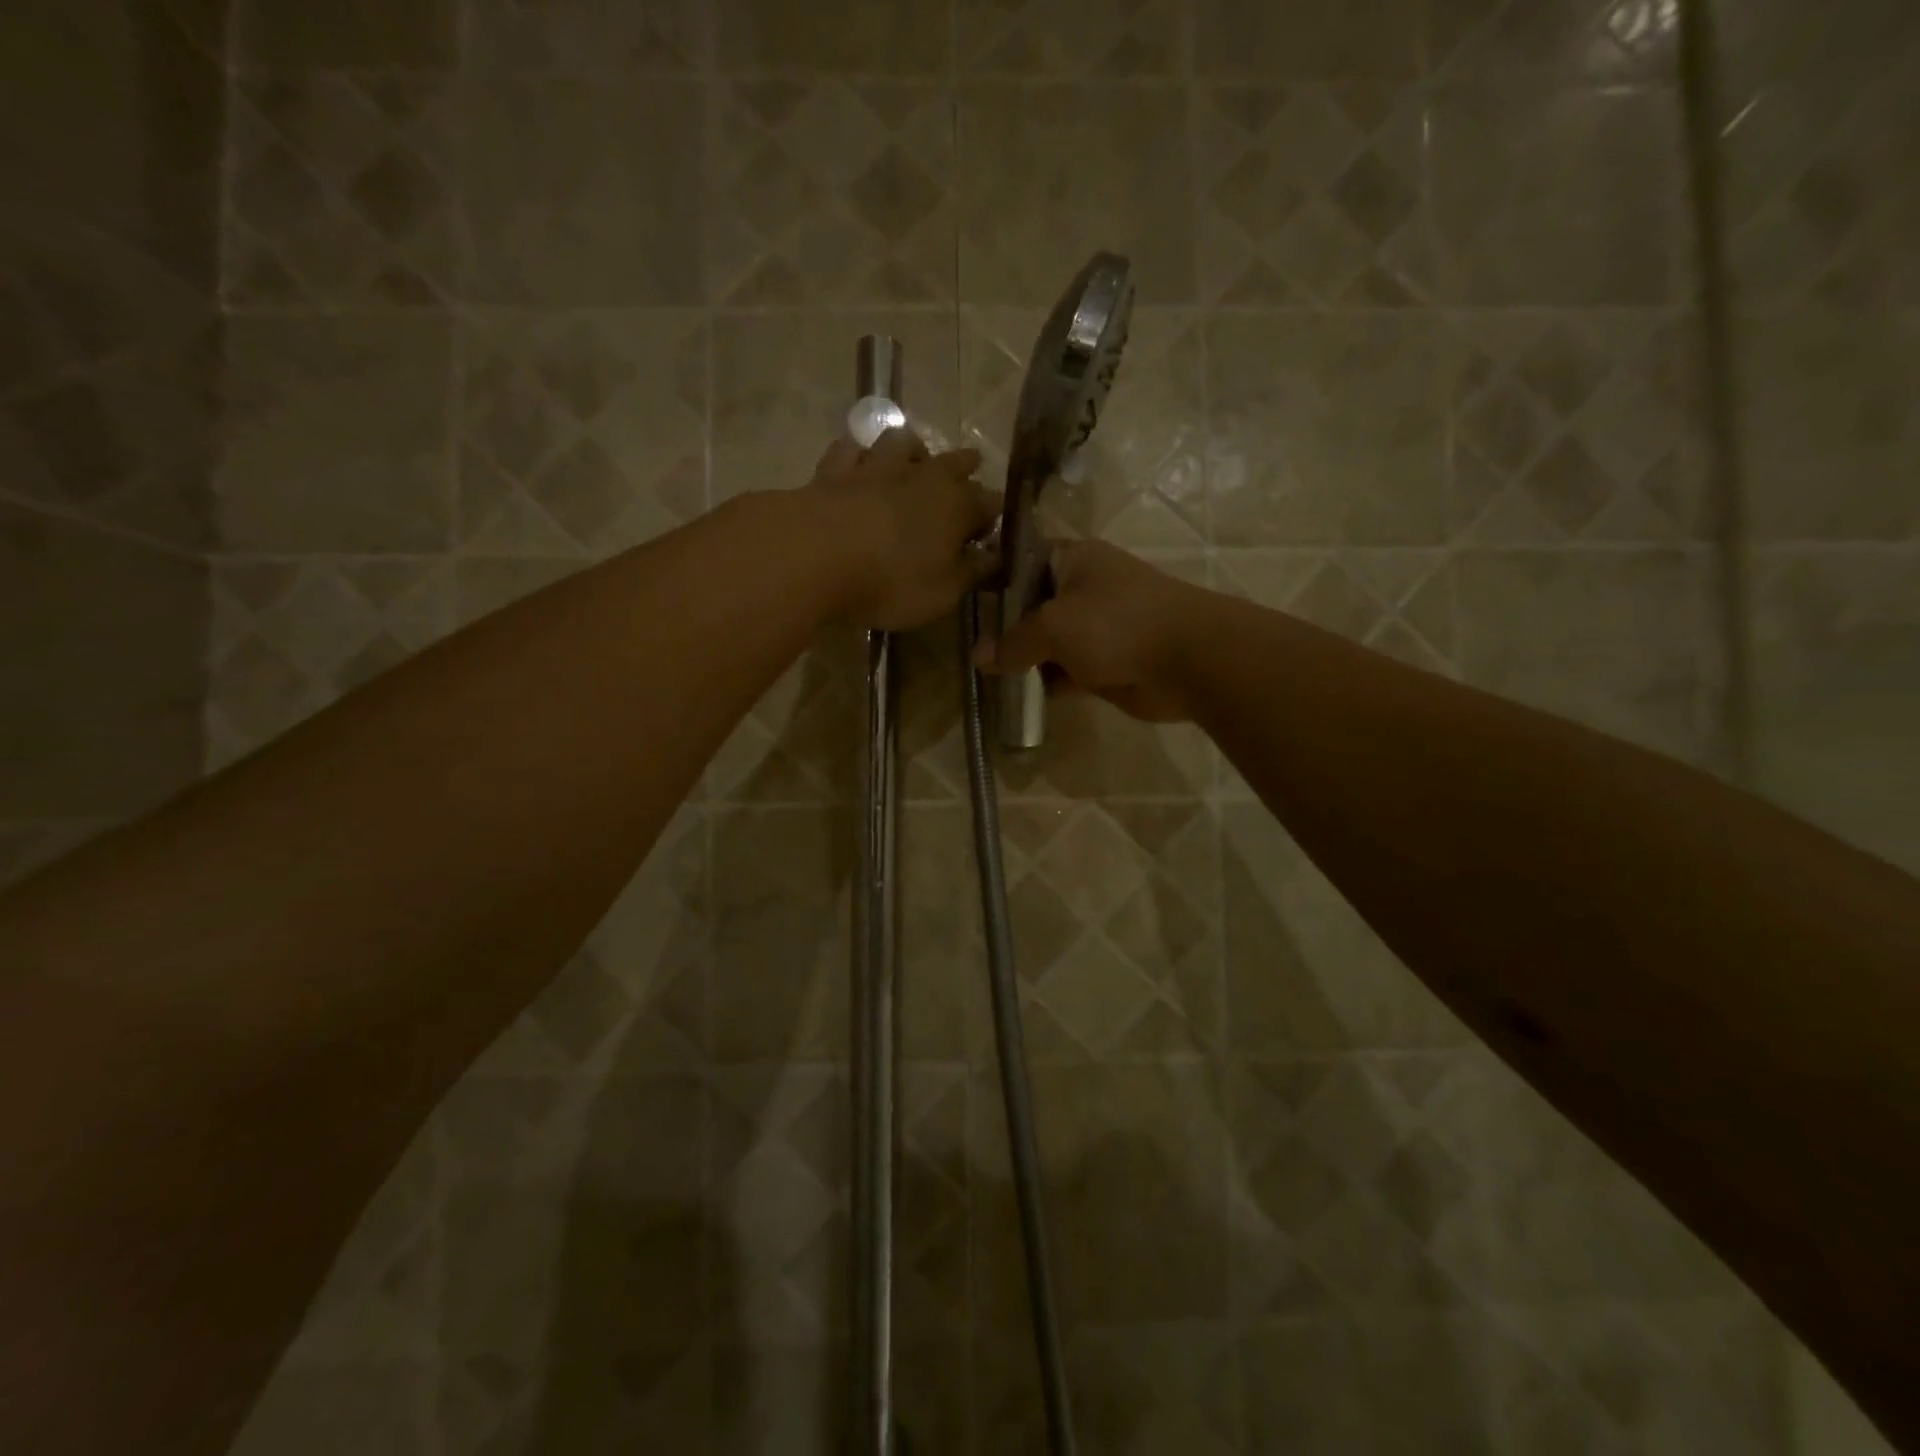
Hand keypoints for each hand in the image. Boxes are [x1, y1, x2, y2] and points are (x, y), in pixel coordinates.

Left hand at [801, 428, 999, 631]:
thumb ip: (971, 573)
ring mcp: (877, 466)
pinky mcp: (834, 469)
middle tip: (970, 470)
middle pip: (954, 462)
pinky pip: (851, 449)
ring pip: (902, 441)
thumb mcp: (942, 592)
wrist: (816, 555)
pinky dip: (858, 452)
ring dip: (913, 448)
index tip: (989, 532)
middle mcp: (923, 476)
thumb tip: (994, 558)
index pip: (989, 503)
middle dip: (965, 467)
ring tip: (914, 457)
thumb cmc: (891, 581)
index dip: (992, 517)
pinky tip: (858, 459)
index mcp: (957, 506)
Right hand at [976, 540, 1209, 721]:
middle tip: (970, 649)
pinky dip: (1047, 683)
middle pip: (1032, 607)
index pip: (1021, 563)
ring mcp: (1097, 629)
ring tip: (986, 676)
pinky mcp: (1106, 664)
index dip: (993, 583)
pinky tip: (1018, 695)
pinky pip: (1066, 672)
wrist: (1189, 659)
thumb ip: (1014, 642)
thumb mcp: (1054, 626)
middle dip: (1004, 629)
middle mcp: (1084, 589)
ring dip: (1024, 660)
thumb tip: (980, 658)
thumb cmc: (1116, 624)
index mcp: (1073, 560)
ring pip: (1049, 643)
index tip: (965, 607)